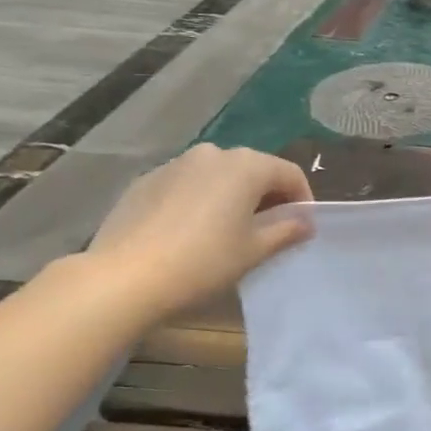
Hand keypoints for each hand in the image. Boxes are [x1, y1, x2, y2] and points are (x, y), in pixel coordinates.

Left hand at [87, 144, 312, 323]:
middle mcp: (213, 154)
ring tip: (229, 230)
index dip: (303, 199)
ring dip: (232, 196)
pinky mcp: (146, 180)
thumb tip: (305, 222)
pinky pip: (188, 184)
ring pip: (219, 175)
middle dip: (267, 196)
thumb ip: (286, 230)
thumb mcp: (255, 250)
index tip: (301, 226)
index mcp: (246, 166)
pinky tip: (191, 232)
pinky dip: (200, 200)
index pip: (289, 173)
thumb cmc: (204, 261)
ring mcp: (175, 164)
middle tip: (269, 229)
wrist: (125, 277)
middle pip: (254, 169)